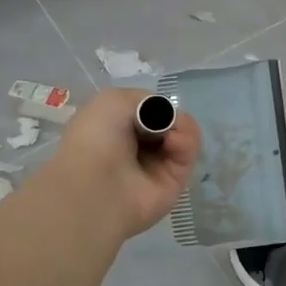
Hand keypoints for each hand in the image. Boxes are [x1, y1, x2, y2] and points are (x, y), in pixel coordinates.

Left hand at [50, 88, 201, 238]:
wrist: (97, 185)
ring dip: (182, 126)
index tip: (150, 105)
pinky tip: (173, 142)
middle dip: (170, 114)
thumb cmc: (97, 139)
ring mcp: (157, 165)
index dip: (154, 104)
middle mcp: (136, 147)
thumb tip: (165, 116)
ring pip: (183, 135)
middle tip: (163, 118)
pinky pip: (188, 153)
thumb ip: (145, 100)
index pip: (147, 110)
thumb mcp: (113, 101)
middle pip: (168, 122)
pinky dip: (186, 142)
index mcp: (115, 129)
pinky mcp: (176, 181)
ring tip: (171, 132)